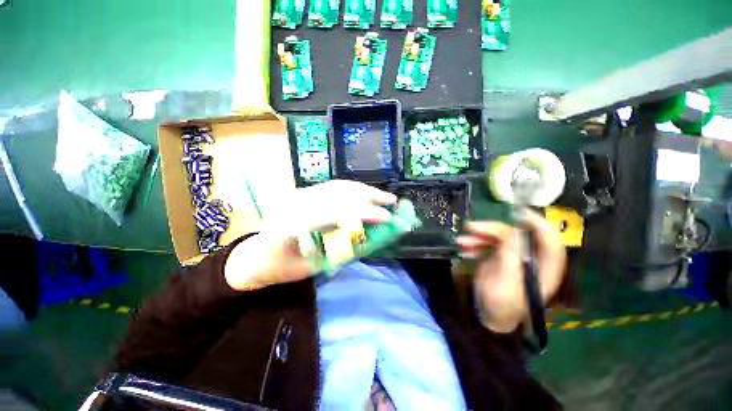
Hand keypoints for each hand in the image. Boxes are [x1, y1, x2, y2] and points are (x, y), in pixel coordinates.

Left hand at [225, 180, 396, 290]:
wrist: (255, 256)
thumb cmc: (279, 268)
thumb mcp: (309, 268)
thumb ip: (337, 251)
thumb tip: (367, 236)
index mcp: (289, 223)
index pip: (332, 212)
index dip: (362, 214)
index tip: (386, 219)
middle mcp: (293, 202)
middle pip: (337, 193)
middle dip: (368, 197)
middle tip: (391, 203)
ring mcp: (298, 194)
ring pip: (337, 186)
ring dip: (364, 190)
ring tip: (384, 196)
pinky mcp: (304, 192)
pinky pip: (333, 187)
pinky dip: (354, 190)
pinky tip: (366, 193)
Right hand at [456, 210, 566, 333]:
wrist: (487, 317)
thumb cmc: (501, 302)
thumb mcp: (506, 277)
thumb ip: (510, 252)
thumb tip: (509, 230)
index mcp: (544, 266)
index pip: (548, 238)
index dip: (535, 222)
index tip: (515, 211)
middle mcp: (532, 258)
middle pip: (517, 234)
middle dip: (492, 229)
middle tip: (471, 227)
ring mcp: (515, 258)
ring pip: (499, 239)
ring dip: (479, 237)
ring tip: (461, 241)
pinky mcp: (501, 259)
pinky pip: (489, 245)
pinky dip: (476, 245)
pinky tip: (463, 249)